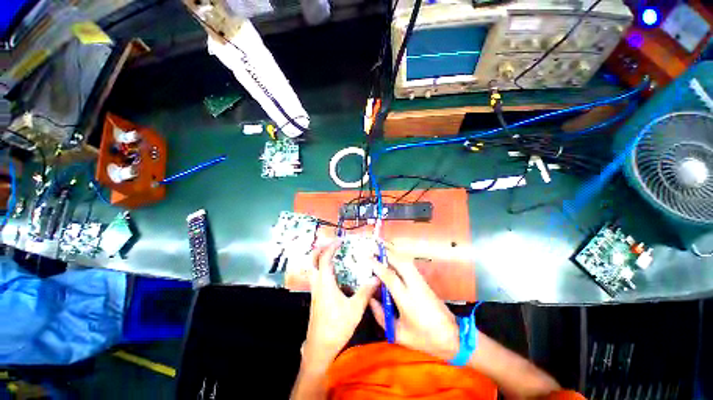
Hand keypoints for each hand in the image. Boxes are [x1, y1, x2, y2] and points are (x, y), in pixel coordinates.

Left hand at [302, 242, 378, 366]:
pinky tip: (333, 272)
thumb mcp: (355, 309)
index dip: (331, 247)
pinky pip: (316, 275)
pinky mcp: (316, 297)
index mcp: (325, 283)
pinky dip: (321, 267)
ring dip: (319, 257)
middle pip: (311, 260)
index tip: (340, 241)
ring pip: (312, 268)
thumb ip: (365, 292)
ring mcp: (315, 290)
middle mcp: (317, 284)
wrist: (320, 347)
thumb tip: (376, 279)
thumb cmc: (336, 327)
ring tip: (331, 253)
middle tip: (331, 244)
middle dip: (319, 249)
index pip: (324, 258)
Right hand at [369, 245, 459, 360]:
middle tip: (374, 246)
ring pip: (407, 260)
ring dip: (394, 251)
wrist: (452, 336)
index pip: (391, 278)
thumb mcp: (398, 333)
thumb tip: (370, 299)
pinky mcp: (424, 281)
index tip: (367, 258)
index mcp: (408, 301)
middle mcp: (415, 286)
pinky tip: (393, 254)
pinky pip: (410, 264)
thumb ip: (381, 316)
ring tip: (382, 245)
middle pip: (400, 263)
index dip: (378, 266)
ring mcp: (421, 282)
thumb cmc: (423, 338)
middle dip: (386, 252)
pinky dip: (400, 256)